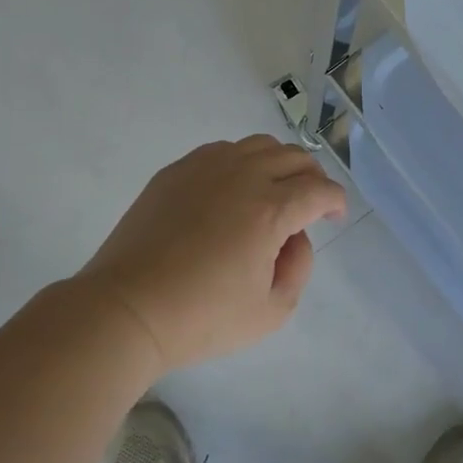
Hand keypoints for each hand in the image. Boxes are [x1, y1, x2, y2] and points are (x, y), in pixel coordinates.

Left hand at [77, 135, 346, 372]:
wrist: (126, 309)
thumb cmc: (201, 318)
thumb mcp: (271, 312)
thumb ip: (299, 268)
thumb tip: (295, 237)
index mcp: (271, 209)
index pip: (320, 190)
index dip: (336, 201)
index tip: (334, 217)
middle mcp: (243, 176)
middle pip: (295, 157)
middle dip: (313, 178)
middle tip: (310, 204)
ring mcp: (206, 168)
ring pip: (259, 145)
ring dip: (279, 163)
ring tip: (274, 191)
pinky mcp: (176, 171)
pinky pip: (222, 150)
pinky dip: (241, 162)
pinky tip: (233, 190)